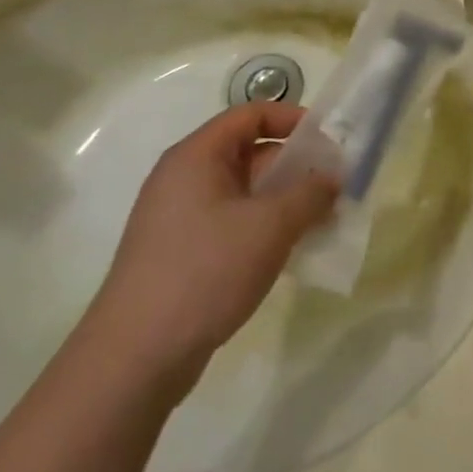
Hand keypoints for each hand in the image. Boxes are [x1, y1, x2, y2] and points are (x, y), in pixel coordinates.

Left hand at [84, 103, 337, 393]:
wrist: (137, 356)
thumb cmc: (206, 271)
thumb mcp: (271, 225)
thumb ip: (311, 193)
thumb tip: (333, 178)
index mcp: (196, 157)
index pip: (250, 115)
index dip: (292, 119)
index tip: (330, 139)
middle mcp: (184, 179)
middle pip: (249, 152)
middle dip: (296, 165)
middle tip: (336, 185)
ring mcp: (180, 218)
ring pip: (245, 192)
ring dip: (286, 199)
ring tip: (323, 219)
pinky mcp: (182, 253)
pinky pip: (233, 222)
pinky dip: (266, 226)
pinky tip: (293, 250)